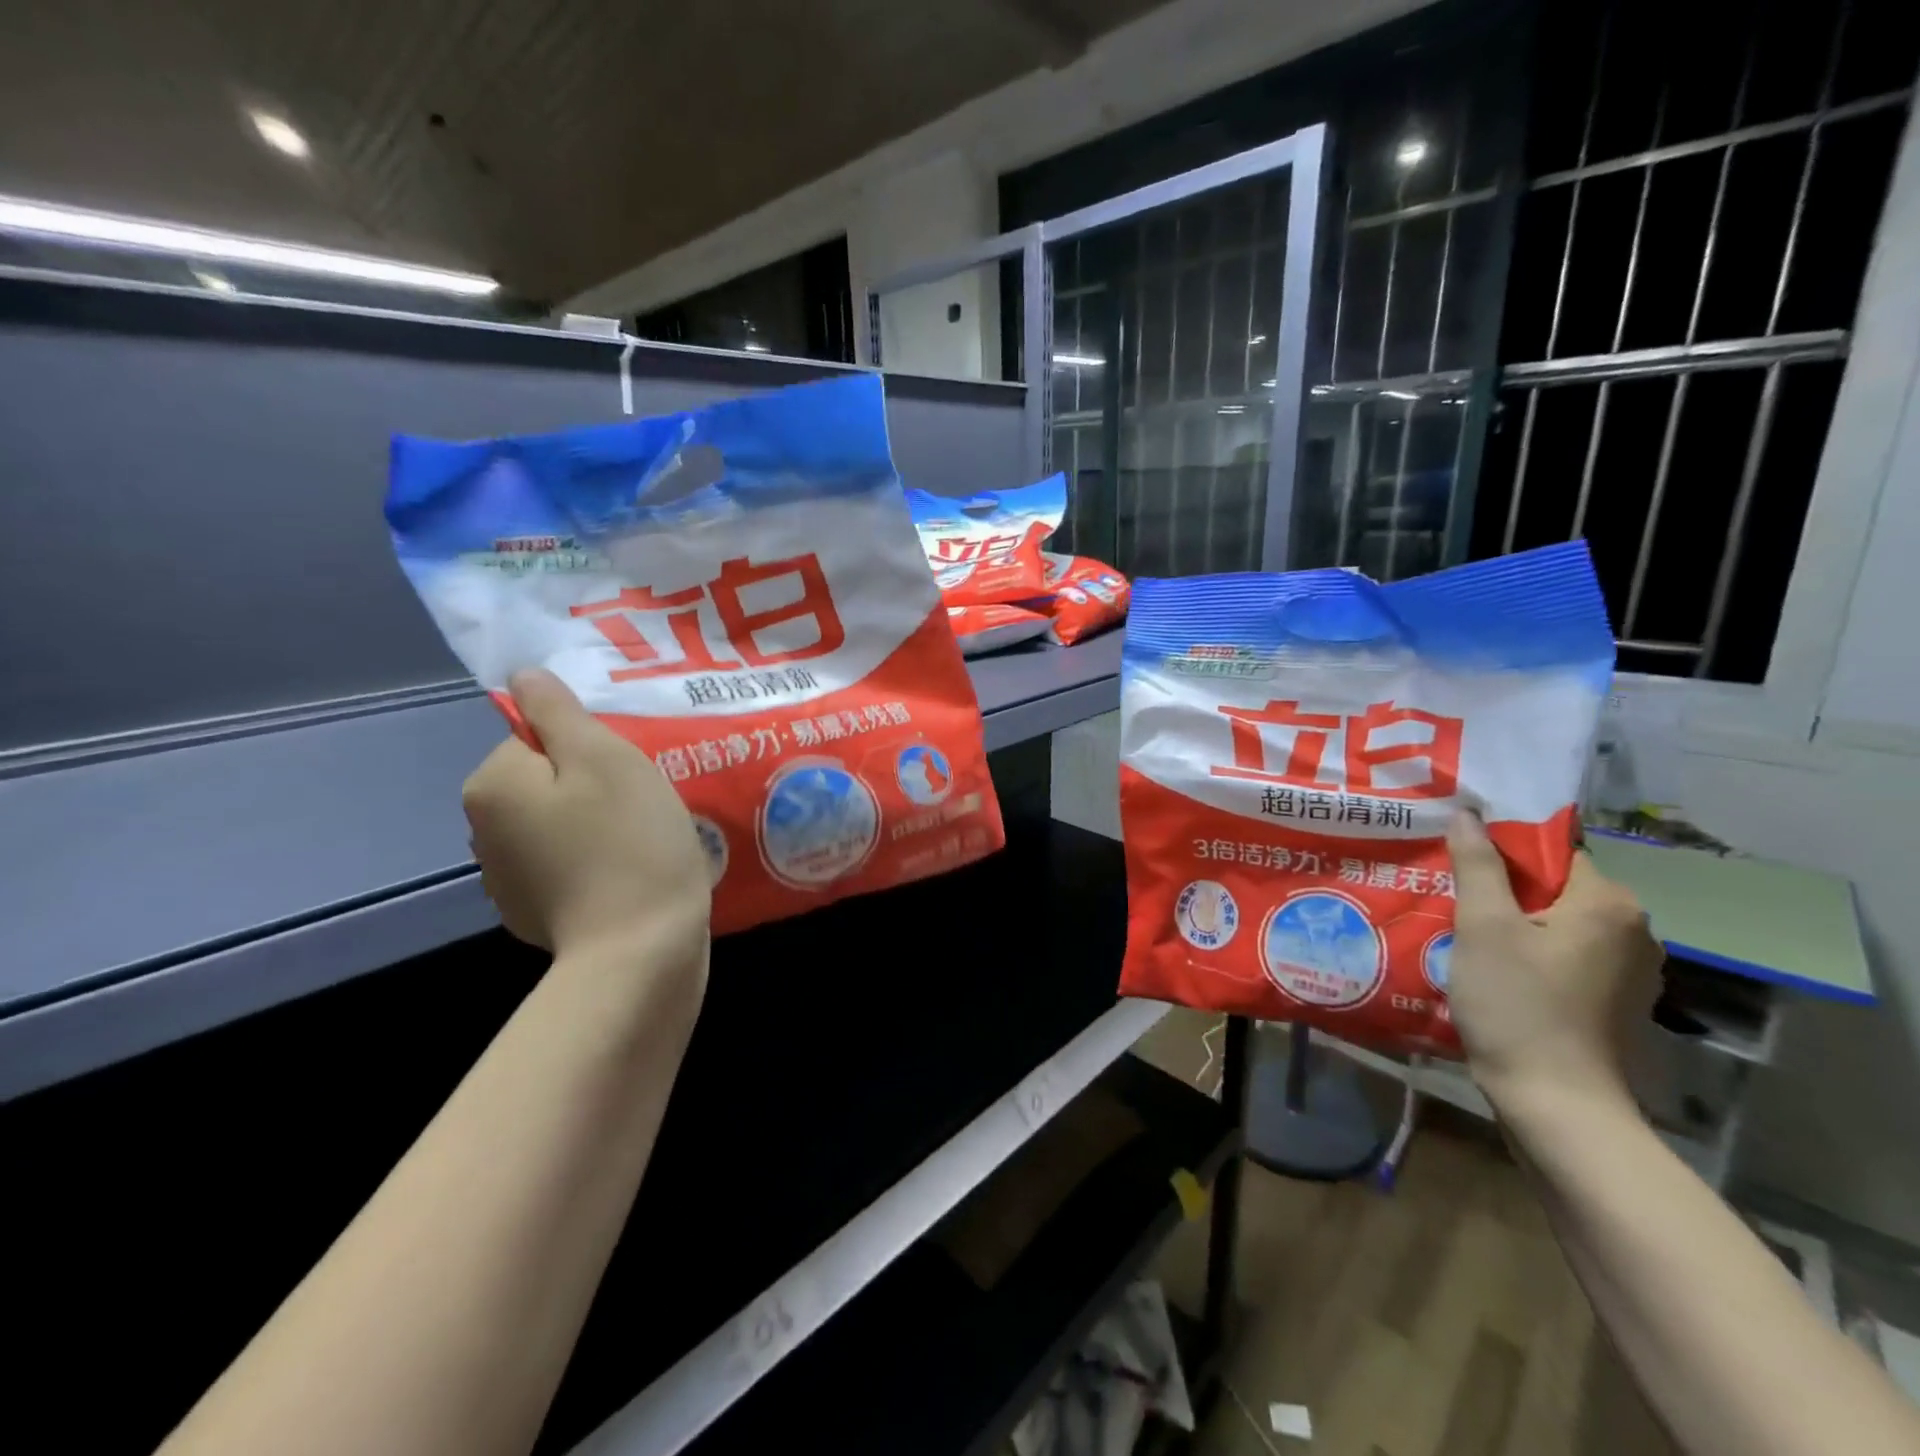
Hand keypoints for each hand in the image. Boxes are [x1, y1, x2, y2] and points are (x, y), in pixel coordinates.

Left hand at [463, 670, 710, 968]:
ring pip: (560, 822)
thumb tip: (523, 676)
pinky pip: (568, 863)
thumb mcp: (604, 758)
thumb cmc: (628, 842)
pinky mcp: (536, 913)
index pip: (538, 737)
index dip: (590, 747)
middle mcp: (483, 830)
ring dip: (597, 822)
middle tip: (643, 803)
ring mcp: (507, 879)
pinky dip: (595, 861)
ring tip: (644, 839)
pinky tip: (629, 874)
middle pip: (548, 780)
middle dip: (594, 784)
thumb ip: (559, 711)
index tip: (629, 772)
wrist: (640, 952)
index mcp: (493, 785)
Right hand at [1444, 812, 1663, 1111]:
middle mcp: (1633, 930)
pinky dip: (1532, 952)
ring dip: (1515, 922)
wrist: (1557, 1104)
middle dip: (1503, 888)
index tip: (1457, 859)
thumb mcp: (1484, 927)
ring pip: (1558, 922)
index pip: (1552, 850)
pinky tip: (1494, 967)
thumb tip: (1469, 814)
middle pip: (1555, 886)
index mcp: (1609, 903)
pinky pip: (1566, 955)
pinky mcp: (1616, 1002)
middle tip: (1450, 894)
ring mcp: (1630, 971)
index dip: (1501, 850)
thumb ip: (1478, 865)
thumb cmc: (1518, 1005)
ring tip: (1464, 930)